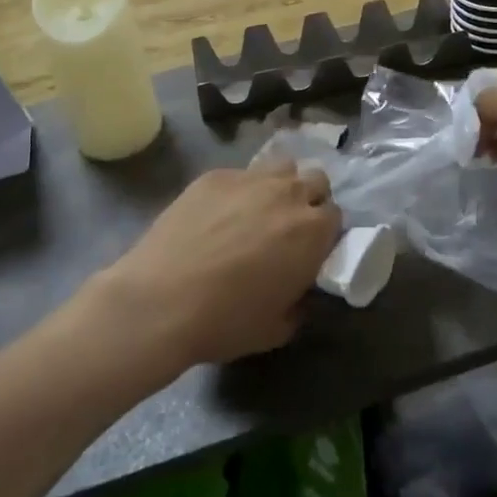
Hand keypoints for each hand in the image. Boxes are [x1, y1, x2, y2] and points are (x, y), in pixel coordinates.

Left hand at [93, 162, 340, 371]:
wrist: (161, 301)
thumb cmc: (225, 321)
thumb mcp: (276, 328)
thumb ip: (299, 304)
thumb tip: (298, 292)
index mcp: (312, 231)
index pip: (335, 216)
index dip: (325, 233)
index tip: (311, 250)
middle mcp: (288, 194)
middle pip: (315, 180)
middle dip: (309, 199)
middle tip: (288, 227)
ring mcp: (249, 179)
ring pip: (281, 168)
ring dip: (280, 185)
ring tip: (259, 211)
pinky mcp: (214, 175)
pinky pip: (240, 174)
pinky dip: (239, 190)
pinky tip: (218, 214)